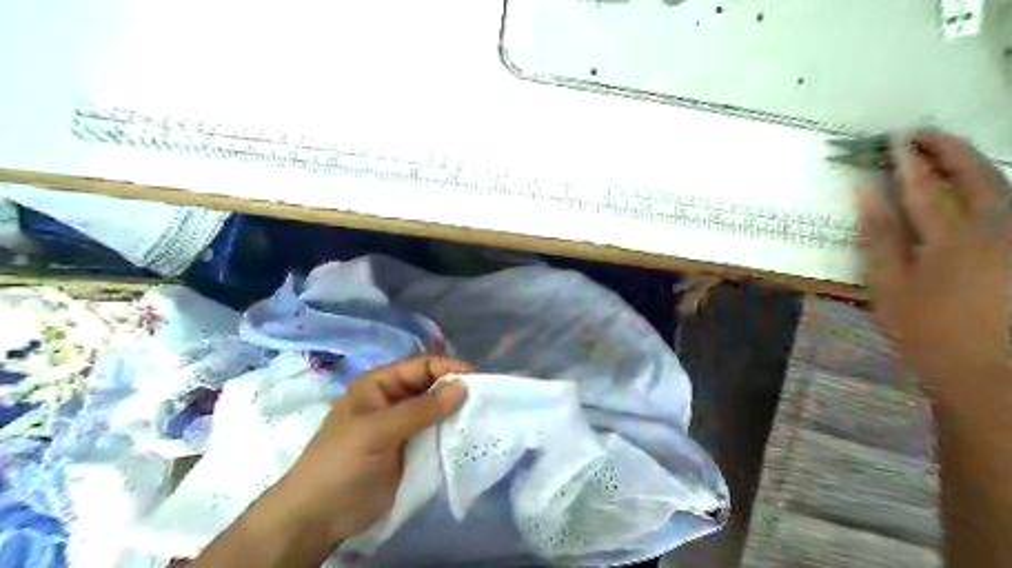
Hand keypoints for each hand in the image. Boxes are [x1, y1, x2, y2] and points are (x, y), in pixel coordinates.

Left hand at [256, 355, 467, 545]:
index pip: (421, 366)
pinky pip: (437, 434)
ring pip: (438, 410)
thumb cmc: (342, 464)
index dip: (449, 368)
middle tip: (489, 398)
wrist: (319, 518)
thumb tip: (463, 386)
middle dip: (458, 390)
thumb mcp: (378, 431)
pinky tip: (472, 435)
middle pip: (432, 386)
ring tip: (487, 416)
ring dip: (458, 412)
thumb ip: (420, 409)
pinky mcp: (412, 449)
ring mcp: (404, 426)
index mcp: (380, 384)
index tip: (480, 378)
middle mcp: (394, 399)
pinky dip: (454, 433)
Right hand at [856, 129, 1011, 385]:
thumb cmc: (928, 330)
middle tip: (923, 133)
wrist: (991, 371)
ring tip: (947, 153)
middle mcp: (994, 227)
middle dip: (948, 149)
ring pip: (1001, 187)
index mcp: (951, 236)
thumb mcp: (889, 286)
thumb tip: (866, 193)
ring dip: (972, 164)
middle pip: (975, 175)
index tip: (893, 140)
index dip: (908, 161)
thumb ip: (879, 236)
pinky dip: (990, 189)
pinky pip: (1009, 207)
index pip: (924, 187)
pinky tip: (975, 190)